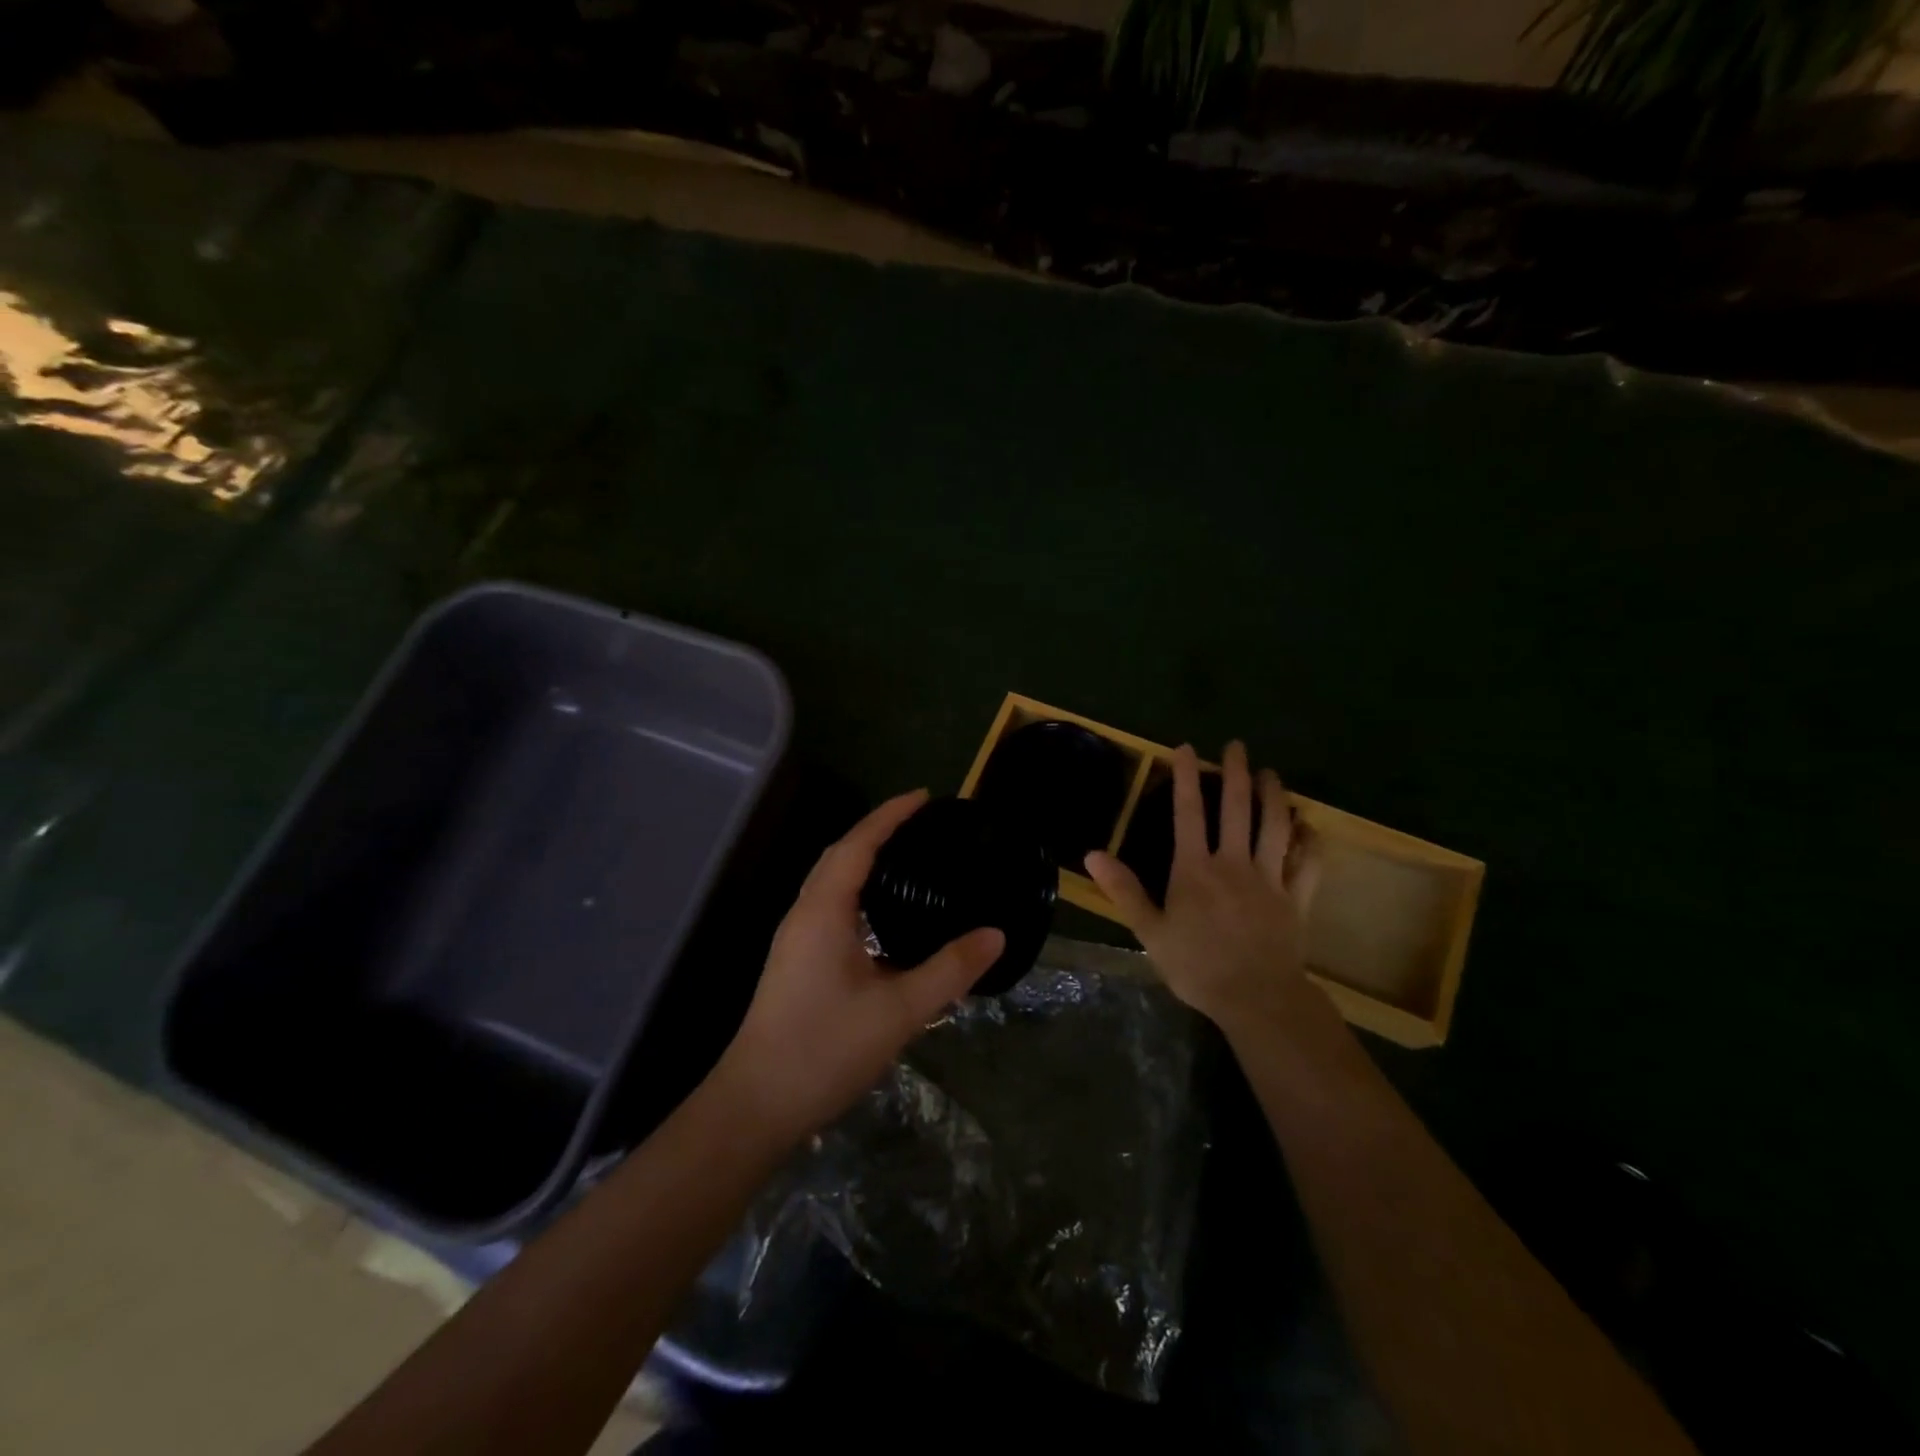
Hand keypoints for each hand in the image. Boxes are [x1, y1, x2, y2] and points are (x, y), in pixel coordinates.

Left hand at [713, 790, 1003, 1143]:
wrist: (756, 1106)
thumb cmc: (824, 1049)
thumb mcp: (899, 1011)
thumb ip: (949, 970)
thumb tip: (995, 933)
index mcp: (824, 911)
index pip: (858, 844)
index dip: (890, 815)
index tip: (924, 796)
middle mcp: (805, 914)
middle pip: (840, 855)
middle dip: (878, 830)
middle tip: (922, 823)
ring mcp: (796, 938)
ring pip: (832, 881)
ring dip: (865, 859)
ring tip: (908, 857)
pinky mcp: (796, 961)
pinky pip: (831, 905)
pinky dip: (858, 890)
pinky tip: (884, 915)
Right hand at [1085, 742, 1321, 1027]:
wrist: (1257, 999)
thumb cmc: (1197, 966)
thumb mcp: (1150, 931)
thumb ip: (1125, 890)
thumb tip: (1093, 854)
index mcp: (1195, 869)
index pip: (1189, 812)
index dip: (1186, 777)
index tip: (1185, 748)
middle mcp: (1234, 863)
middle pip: (1237, 809)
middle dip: (1235, 773)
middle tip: (1236, 746)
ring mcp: (1270, 879)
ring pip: (1275, 827)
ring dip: (1274, 797)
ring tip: (1271, 774)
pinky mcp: (1296, 899)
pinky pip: (1307, 865)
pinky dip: (1310, 843)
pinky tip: (1311, 828)